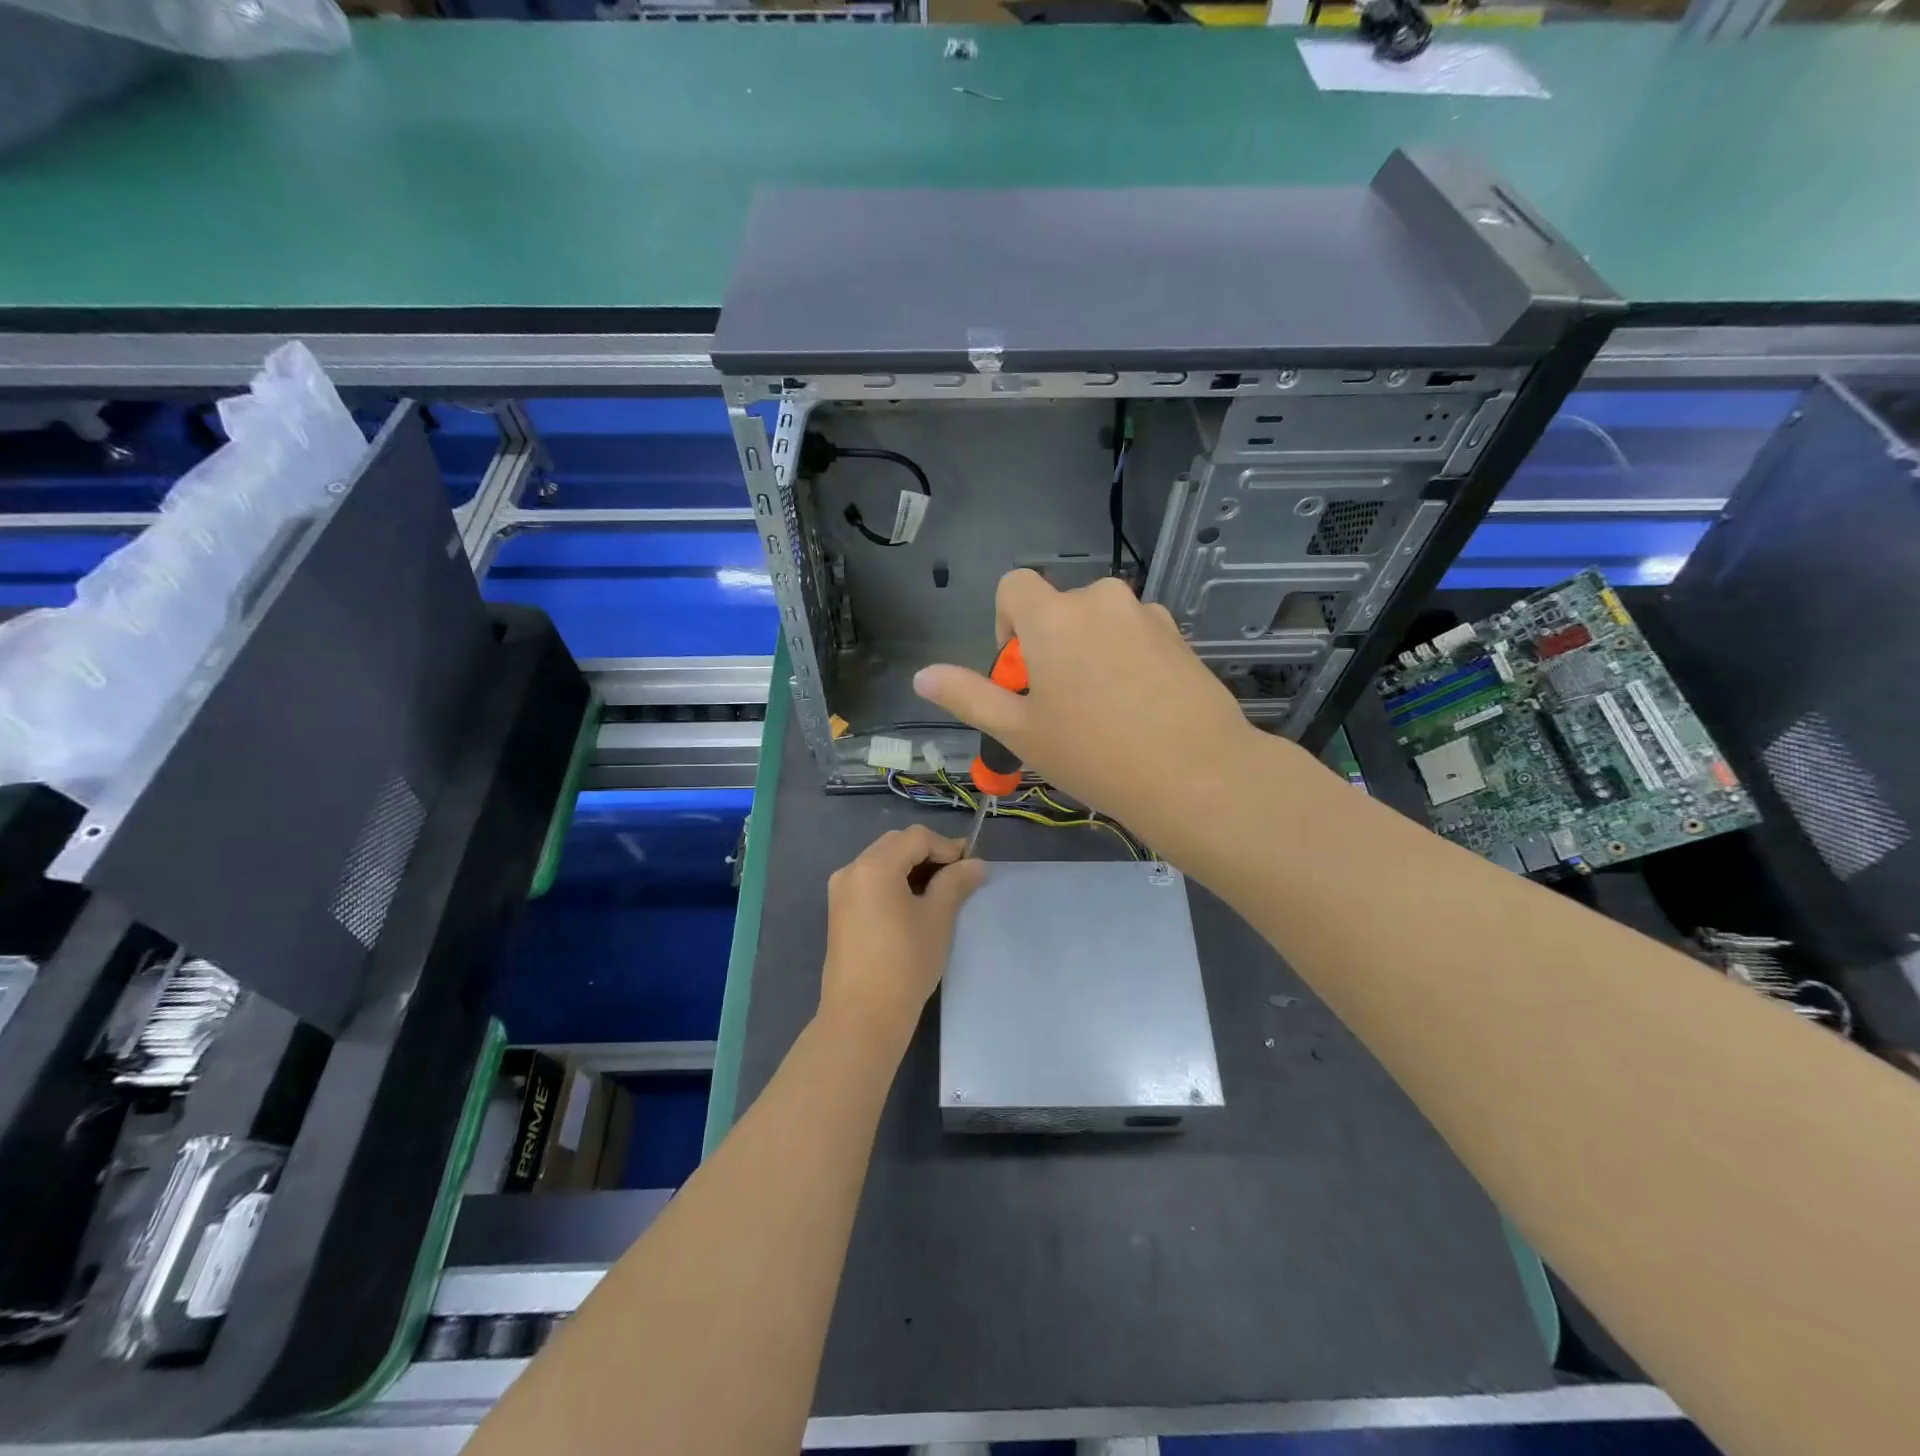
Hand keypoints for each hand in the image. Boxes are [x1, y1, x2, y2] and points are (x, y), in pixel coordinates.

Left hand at [820, 825, 986, 1049]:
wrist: (862, 1016)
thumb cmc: (905, 963)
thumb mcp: (937, 918)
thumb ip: (956, 883)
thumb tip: (976, 864)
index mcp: (874, 865)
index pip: (917, 838)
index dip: (947, 846)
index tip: (971, 867)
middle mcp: (852, 870)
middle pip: (896, 844)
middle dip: (929, 854)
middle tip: (958, 877)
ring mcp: (841, 891)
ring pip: (882, 862)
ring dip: (912, 868)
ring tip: (940, 893)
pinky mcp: (839, 912)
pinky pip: (870, 882)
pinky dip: (894, 883)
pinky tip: (914, 906)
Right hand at [912, 571, 1255, 836]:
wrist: (1195, 774)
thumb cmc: (1093, 753)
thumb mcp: (1018, 731)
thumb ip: (968, 696)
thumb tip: (922, 676)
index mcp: (1053, 616)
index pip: (1013, 586)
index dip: (1006, 624)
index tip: (1021, 673)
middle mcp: (1100, 600)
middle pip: (1058, 608)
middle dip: (1049, 645)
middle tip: (1060, 706)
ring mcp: (1146, 615)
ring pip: (1099, 623)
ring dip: (1089, 652)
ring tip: (1103, 712)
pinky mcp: (1180, 636)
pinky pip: (1135, 635)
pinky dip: (1126, 659)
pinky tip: (1139, 709)